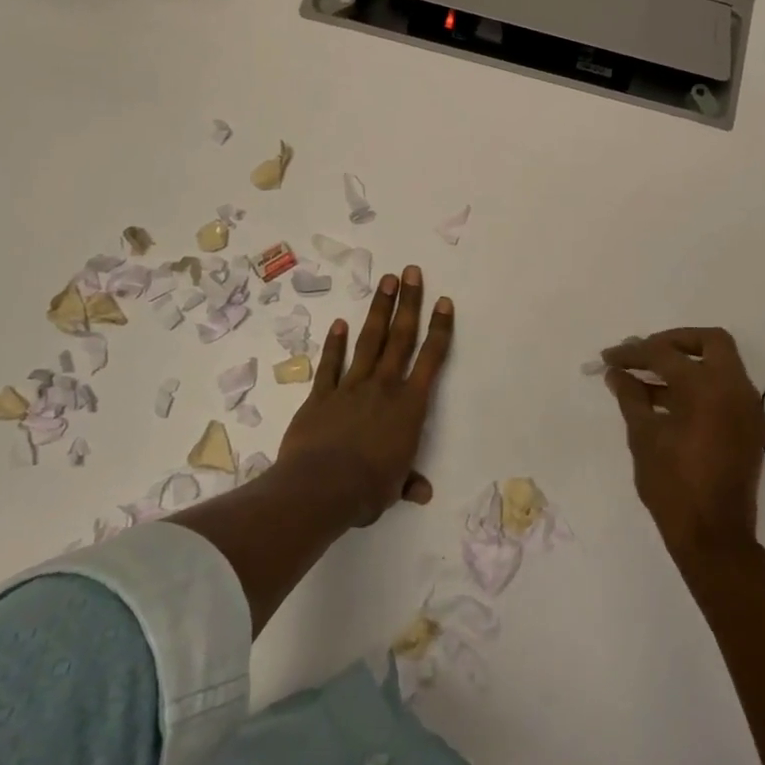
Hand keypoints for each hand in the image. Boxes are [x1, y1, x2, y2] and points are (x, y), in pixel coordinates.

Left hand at [277, 265, 453, 525]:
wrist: (320, 488)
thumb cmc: (367, 488)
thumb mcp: (395, 488)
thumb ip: (408, 481)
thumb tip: (423, 492)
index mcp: (410, 406)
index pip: (431, 359)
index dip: (440, 328)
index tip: (444, 301)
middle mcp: (384, 387)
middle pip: (400, 337)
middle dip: (408, 303)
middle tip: (411, 272)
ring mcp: (351, 387)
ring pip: (369, 341)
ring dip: (379, 310)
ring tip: (385, 281)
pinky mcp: (322, 395)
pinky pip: (331, 364)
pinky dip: (335, 344)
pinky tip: (339, 323)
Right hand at [602, 328, 764, 562]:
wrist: (715, 538)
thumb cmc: (674, 486)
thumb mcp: (644, 436)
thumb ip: (631, 396)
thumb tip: (617, 373)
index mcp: (708, 387)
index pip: (665, 354)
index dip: (633, 353)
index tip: (609, 358)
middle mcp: (736, 389)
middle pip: (710, 342)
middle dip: (674, 342)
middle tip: (644, 353)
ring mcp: (748, 408)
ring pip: (720, 365)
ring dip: (686, 365)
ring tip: (645, 379)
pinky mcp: (750, 428)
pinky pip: (725, 391)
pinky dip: (700, 387)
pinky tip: (667, 402)